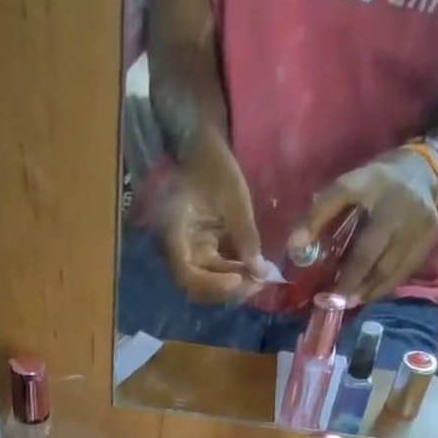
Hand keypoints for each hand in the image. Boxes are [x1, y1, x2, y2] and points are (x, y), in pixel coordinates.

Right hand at [157, 132, 263, 303]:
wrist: (198, 147)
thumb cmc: (212, 165)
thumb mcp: (234, 198)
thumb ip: (245, 236)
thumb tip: (259, 272)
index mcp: (176, 235)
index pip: (188, 277)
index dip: (212, 285)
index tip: (238, 280)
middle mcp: (179, 251)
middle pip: (200, 287)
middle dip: (229, 289)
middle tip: (259, 284)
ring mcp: (191, 252)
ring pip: (210, 282)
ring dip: (235, 284)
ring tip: (261, 277)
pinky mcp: (203, 250)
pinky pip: (217, 271)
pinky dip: (236, 273)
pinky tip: (255, 269)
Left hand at [288, 151, 437, 305]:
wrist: (425, 171)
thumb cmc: (375, 185)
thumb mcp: (346, 188)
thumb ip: (318, 214)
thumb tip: (295, 249)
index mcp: (374, 185)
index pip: (345, 221)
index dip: (323, 243)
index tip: (316, 281)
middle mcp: (399, 205)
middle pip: (370, 258)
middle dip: (348, 285)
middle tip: (331, 303)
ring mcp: (419, 223)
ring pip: (387, 272)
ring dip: (364, 291)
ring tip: (347, 302)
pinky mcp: (429, 238)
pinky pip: (401, 274)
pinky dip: (382, 288)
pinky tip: (367, 293)